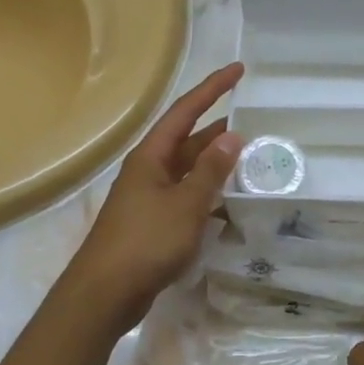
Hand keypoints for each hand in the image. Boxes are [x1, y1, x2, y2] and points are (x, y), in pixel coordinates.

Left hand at [68, 63, 244, 327]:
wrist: (105, 294)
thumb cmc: (145, 242)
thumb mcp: (185, 203)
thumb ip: (210, 170)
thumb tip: (232, 136)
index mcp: (151, 156)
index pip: (185, 111)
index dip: (212, 88)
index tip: (239, 70)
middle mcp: (149, 170)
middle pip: (189, 141)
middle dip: (221, 131)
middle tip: (257, 124)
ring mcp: (151, 198)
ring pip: (190, 171)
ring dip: (218, 166)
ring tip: (253, 162)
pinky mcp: (154, 224)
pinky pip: (188, 198)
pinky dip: (210, 196)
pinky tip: (232, 204)